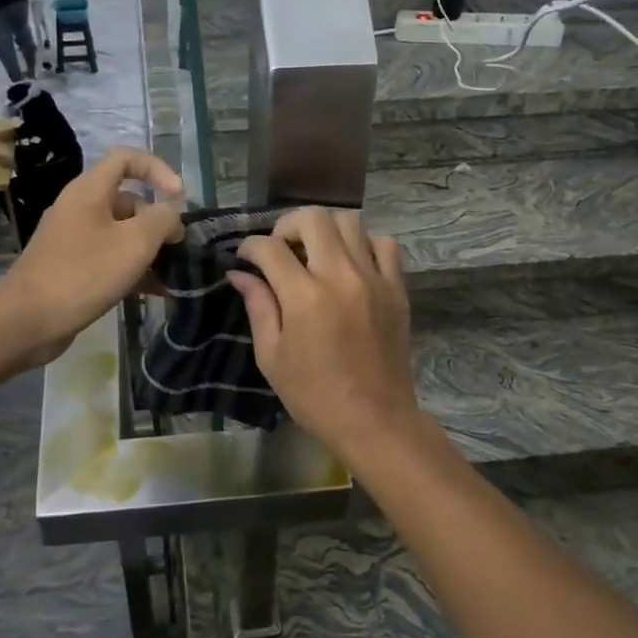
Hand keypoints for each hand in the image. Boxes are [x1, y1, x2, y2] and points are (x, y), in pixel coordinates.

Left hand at [0, 148, 183, 363]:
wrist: (27, 321)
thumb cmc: (83, 274)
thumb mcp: (134, 243)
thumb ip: (161, 220)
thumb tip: (171, 214)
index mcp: (89, 192)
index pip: (126, 159)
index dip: (157, 169)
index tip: (179, 196)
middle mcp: (80, 209)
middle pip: (128, 200)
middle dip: (158, 221)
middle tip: (178, 247)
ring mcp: (74, 240)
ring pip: (121, 234)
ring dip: (149, 250)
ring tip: (173, 274)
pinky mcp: (73, 269)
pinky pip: (110, 259)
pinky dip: (133, 270)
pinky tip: (157, 292)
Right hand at [229, 208, 425, 464]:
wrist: (374, 420)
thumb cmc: (314, 395)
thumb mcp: (272, 357)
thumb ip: (258, 307)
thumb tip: (240, 274)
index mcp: (304, 297)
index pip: (270, 248)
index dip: (250, 247)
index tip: (246, 258)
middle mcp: (341, 277)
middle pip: (313, 217)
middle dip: (288, 225)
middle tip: (281, 248)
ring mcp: (374, 279)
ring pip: (351, 221)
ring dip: (326, 229)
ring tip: (315, 251)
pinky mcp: (397, 289)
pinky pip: (385, 244)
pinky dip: (364, 243)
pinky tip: (352, 263)